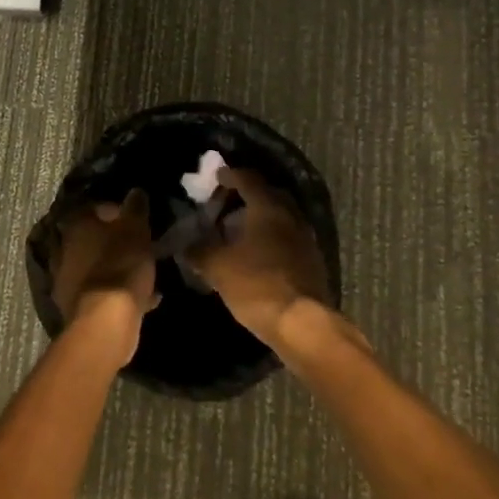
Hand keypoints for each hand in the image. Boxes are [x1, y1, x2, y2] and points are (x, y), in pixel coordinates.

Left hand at [51, 190, 156, 364]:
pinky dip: (117, 292)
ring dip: (114, 267)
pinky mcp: (75, 308)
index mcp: (76, 227)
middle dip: (113, 241)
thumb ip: (136, 208)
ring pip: (95, 266)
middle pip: (92, 239)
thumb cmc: (121, 265)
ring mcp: (66, 281)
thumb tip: (135, 191)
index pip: (92, 208)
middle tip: (136, 244)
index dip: (114, 210)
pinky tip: (143, 298)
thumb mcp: (136, 229)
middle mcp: (63, 251)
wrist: (106, 322)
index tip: (133, 217)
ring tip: (140, 271)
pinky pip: (100, 292)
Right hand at [188, 167, 331, 349]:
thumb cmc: (257, 285)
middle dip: (246, 196)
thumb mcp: (218, 268)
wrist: (301, 322)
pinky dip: (271, 238)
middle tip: (225, 206)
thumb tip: (185, 245)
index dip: (230, 176)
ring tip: (238, 232)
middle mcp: (291, 215)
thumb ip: (199, 251)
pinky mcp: (312, 260)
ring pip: (280, 217)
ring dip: (260, 218)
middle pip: (268, 194)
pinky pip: (288, 238)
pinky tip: (258, 255)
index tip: (216, 177)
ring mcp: (305, 237)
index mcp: (268, 207)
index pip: (248, 179)